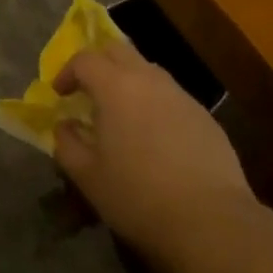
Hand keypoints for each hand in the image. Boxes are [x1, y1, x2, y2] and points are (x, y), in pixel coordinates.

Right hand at [53, 39, 255, 272]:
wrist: (212, 221)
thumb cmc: (139, 197)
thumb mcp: (88, 177)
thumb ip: (67, 144)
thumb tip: (64, 126)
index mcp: (116, 87)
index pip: (85, 60)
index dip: (67, 72)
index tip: (60, 94)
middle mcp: (149, 79)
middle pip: (118, 51)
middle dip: (98, 64)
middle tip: (88, 92)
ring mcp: (181, 95)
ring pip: (147, 70)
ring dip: (128, 82)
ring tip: (121, 115)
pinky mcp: (204, 115)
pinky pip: (170, 95)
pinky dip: (154, 103)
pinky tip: (155, 138)